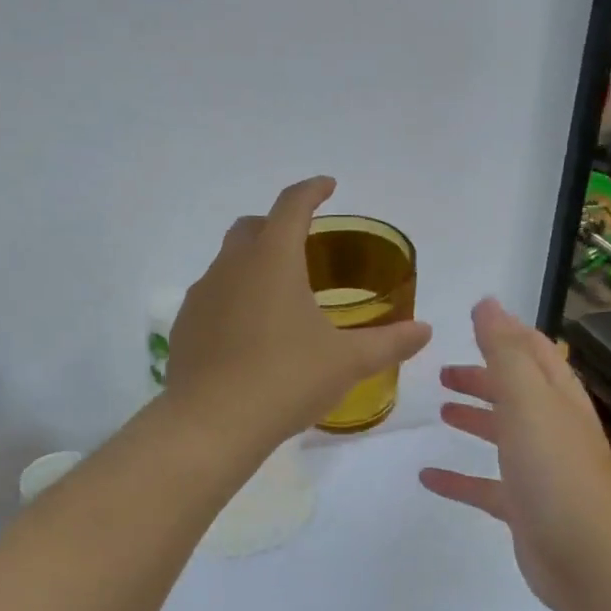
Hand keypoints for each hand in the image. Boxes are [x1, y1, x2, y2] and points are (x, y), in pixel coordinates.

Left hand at [167, 177, 431, 445]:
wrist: (211, 424)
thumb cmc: (286, 380)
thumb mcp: (346, 362)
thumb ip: (389, 343)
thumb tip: (424, 331)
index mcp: (272, 260)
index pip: (292, 205)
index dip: (312, 190)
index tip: (328, 186)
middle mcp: (231, 266)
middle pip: (252, 227)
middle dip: (277, 225)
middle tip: (303, 244)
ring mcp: (202, 295)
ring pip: (228, 262)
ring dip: (253, 264)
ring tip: (279, 295)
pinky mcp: (185, 325)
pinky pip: (213, 297)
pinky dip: (233, 298)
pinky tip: (249, 333)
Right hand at [419, 298, 610, 610]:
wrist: (589, 558)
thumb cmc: (555, 470)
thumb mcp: (527, 400)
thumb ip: (504, 351)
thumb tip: (487, 303)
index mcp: (556, 397)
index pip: (534, 352)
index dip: (506, 333)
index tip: (475, 319)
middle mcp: (552, 428)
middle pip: (517, 392)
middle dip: (484, 377)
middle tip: (444, 373)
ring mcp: (540, 470)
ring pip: (504, 434)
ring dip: (475, 418)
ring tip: (441, 411)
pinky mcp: (525, 508)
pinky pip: (486, 485)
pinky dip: (459, 477)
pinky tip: (428, 476)